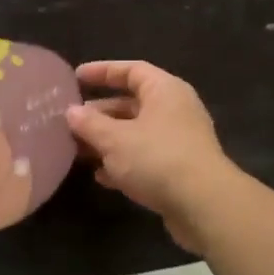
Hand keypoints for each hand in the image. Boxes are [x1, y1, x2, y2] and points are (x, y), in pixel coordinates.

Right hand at [67, 61, 242, 253]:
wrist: (204, 204)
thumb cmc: (157, 159)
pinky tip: (101, 176)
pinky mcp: (179, 169)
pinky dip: (123, 163)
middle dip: (99, 114)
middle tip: (69, 122)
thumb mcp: (115, 140)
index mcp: (164, 91)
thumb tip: (71, 112)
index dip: (102, 71)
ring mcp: (179, 141)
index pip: (131, 70)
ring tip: (78, 150)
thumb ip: (90, 124)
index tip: (76, 77)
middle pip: (131, 104)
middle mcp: (175, 110)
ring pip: (136, 133)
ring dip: (107, 141)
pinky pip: (145, 158)